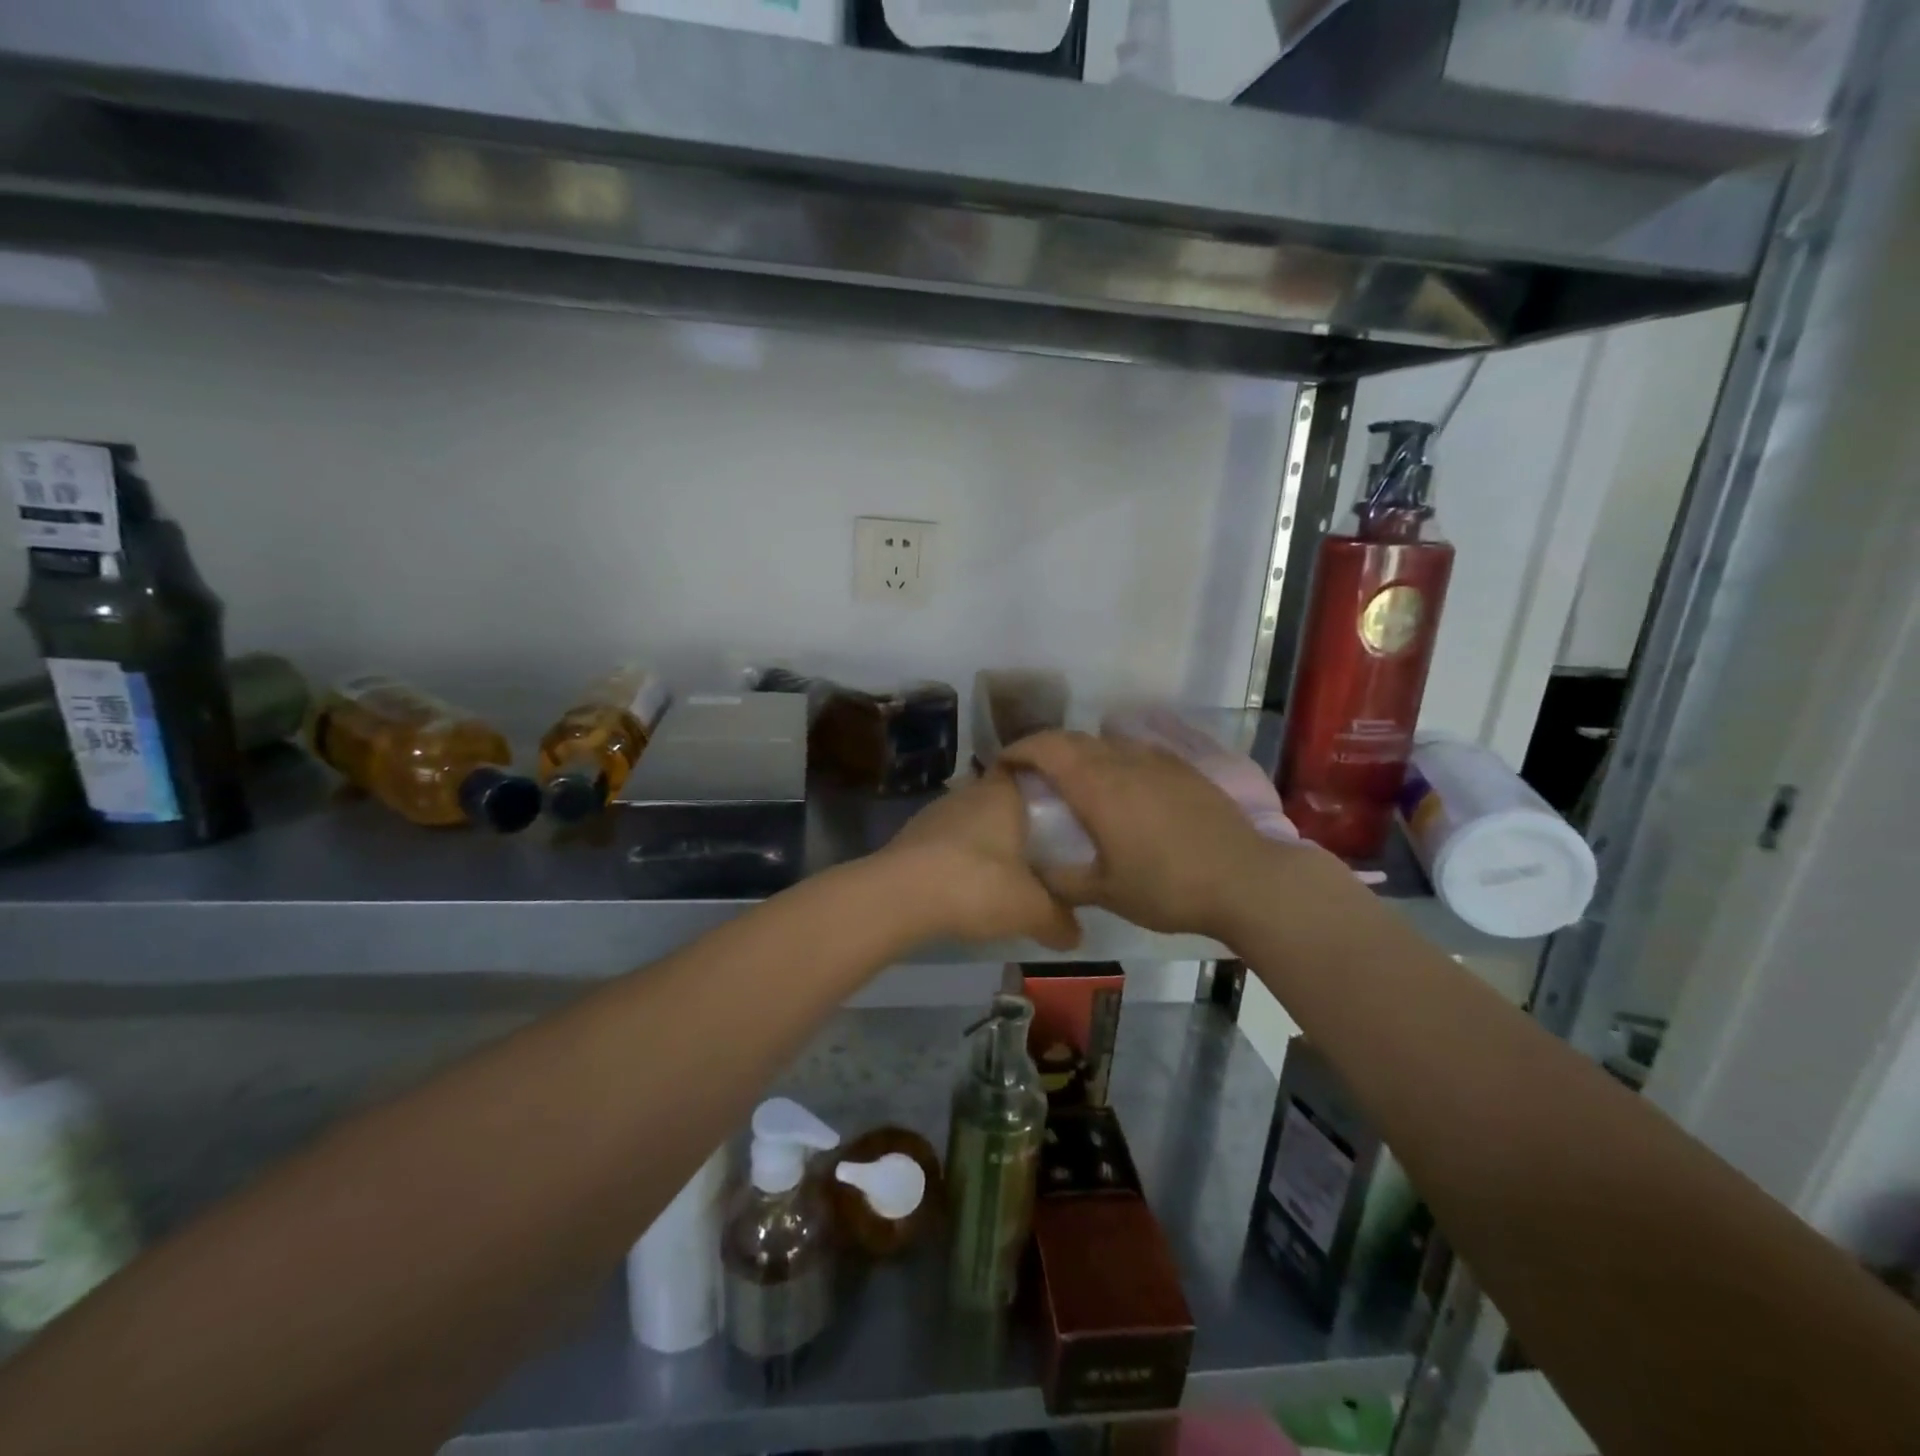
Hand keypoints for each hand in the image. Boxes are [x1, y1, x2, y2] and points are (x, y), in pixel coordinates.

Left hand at [880, 772, 1082, 950]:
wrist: (899, 897)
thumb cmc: (977, 884)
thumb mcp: (1031, 909)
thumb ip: (1059, 920)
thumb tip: (1077, 935)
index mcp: (1002, 793)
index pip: (1028, 771)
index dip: (1045, 787)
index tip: (1062, 810)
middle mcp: (968, 793)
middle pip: (1000, 798)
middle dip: (1017, 821)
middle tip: (1041, 849)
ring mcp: (934, 813)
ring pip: (971, 821)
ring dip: (985, 841)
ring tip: (1005, 871)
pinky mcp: (910, 838)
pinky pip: (946, 842)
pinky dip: (958, 858)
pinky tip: (966, 885)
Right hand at [1002, 730, 1338, 938]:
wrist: (1246, 880)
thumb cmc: (1167, 886)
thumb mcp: (1105, 892)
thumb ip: (1061, 880)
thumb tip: (1033, 873)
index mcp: (1097, 785)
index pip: (1046, 748)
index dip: (1018, 750)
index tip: (1001, 766)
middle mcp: (1123, 761)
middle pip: (1073, 739)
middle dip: (1045, 749)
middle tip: (1031, 775)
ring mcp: (1157, 760)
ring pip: (1106, 743)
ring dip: (1080, 753)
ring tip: (1072, 781)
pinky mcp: (1183, 768)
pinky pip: (1135, 752)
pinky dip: (1113, 759)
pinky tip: (1120, 787)